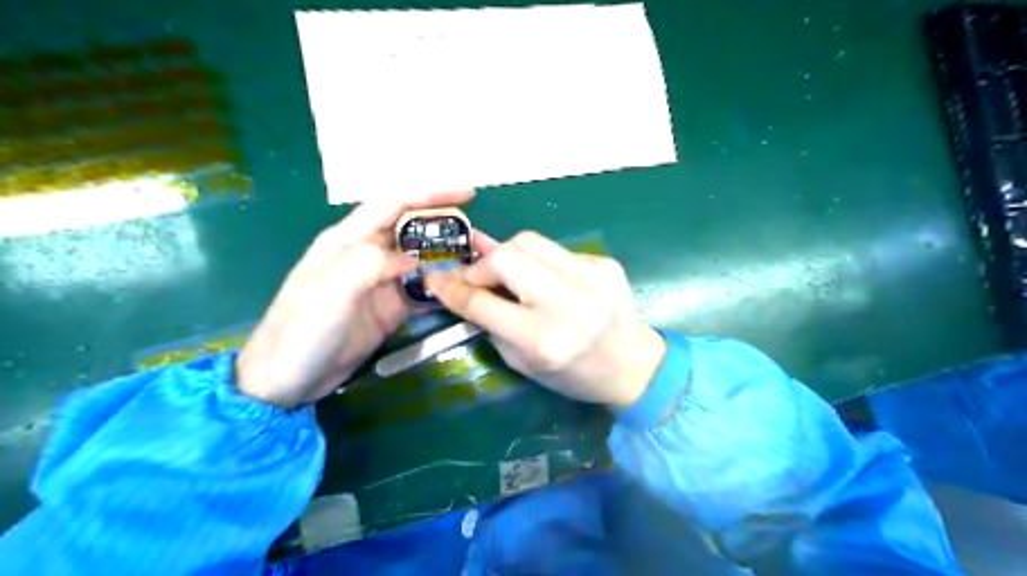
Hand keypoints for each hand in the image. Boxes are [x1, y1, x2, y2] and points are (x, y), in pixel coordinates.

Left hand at [239, 187, 476, 407]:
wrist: (284, 382)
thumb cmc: (300, 332)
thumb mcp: (330, 292)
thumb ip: (370, 265)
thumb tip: (412, 259)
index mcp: (347, 240)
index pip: (393, 203)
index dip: (430, 192)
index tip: (468, 193)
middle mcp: (366, 254)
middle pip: (411, 228)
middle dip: (444, 224)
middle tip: (478, 235)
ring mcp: (379, 282)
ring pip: (420, 258)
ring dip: (447, 256)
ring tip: (477, 261)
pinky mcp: (389, 308)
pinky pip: (421, 289)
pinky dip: (442, 286)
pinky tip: (461, 289)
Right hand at [425, 231, 667, 403]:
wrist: (633, 364)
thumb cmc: (573, 375)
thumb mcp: (523, 362)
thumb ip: (491, 320)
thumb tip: (464, 282)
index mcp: (543, 340)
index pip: (483, 302)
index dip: (452, 288)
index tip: (435, 279)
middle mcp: (567, 303)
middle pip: (507, 256)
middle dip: (482, 264)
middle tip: (478, 276)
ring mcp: (590, 278)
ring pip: (529, 240)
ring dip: (507, 254)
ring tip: (506, 272)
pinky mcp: (604, 263)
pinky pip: (555, 249)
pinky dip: (539, 261)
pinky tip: (544, 279)